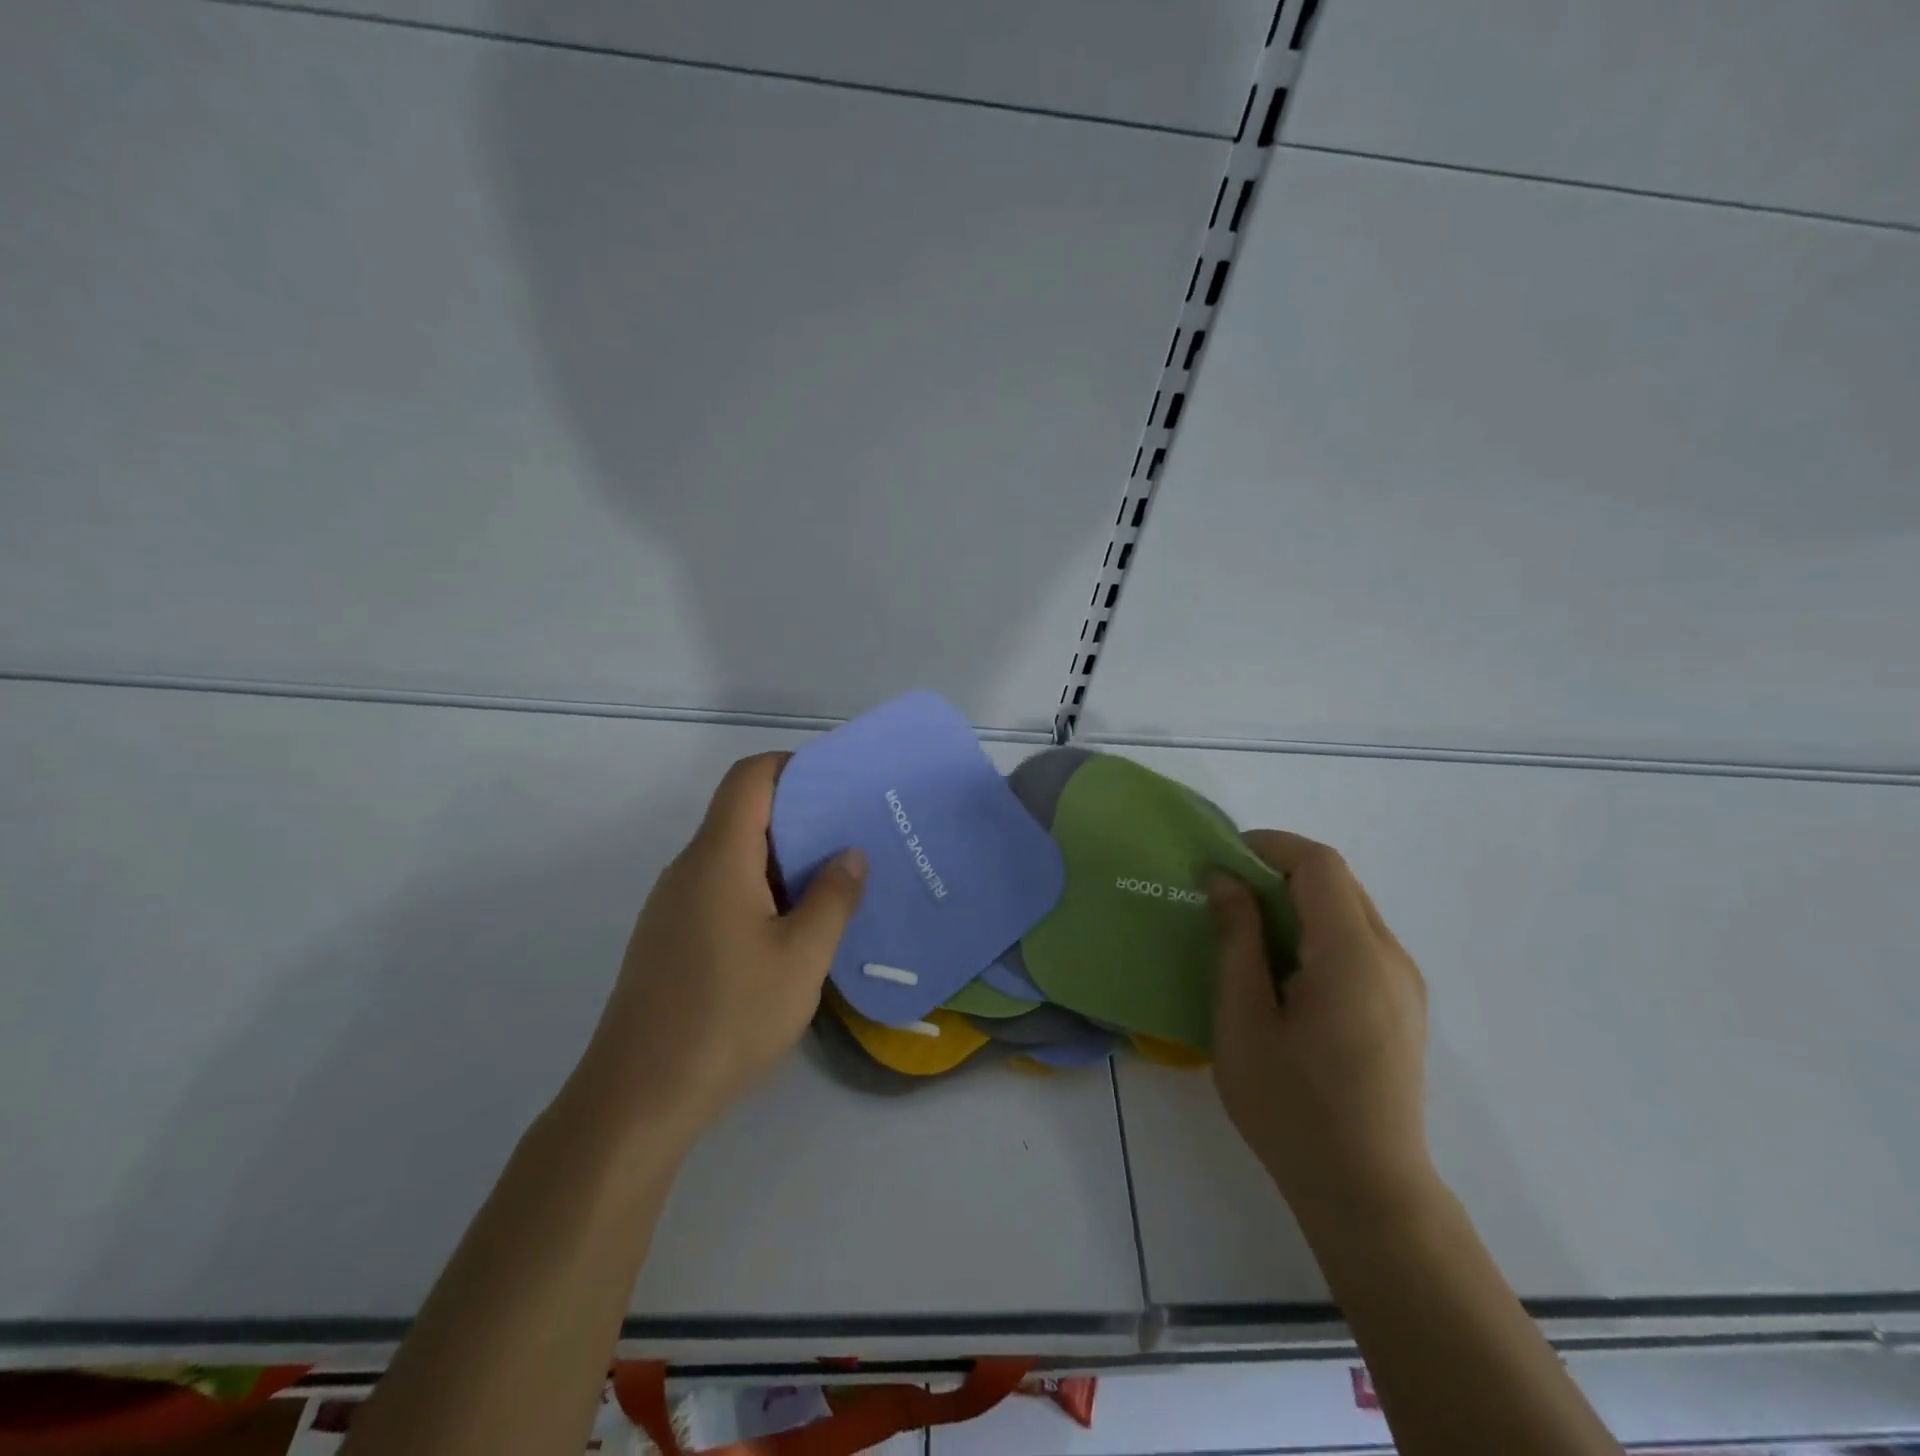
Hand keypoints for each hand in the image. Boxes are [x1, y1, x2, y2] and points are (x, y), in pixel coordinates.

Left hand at [571, 753, 866, 1140]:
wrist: (637, 1098)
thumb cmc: (728, 1018)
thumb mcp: (802, 958)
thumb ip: (832, 897)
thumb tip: (850, 853)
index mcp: (719, 858)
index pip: (749, 778)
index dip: (793, 766)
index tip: (838, 785)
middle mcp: (688, 868)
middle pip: (741, 813)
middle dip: (798, 816)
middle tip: (851, 838)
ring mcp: (672, 904)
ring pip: (732, 855)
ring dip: (780, 859)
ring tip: (830, 883)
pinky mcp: (667, 937)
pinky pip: (718, 889)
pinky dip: (758, 890)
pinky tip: (789, 930)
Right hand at [1208, 831, 1432, 1221]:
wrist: (1369, 1194)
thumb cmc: (1293, 1108)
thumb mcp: (1244, 1021)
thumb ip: (1237, 941)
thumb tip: (1224, 881)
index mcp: (1352, 955)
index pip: (1320, 864)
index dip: (1270, 846)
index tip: (1221, 860)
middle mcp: (1390, 957)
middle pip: (1338, 882)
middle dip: (1278, 871)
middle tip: (1224, 895)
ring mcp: (1404, 983)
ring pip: (1349, 910)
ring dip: (1297, 902)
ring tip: (1247, 933)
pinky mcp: (1403, 1005)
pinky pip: (1359, 942)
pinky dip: (1317, 931)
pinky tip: (1283, 972)